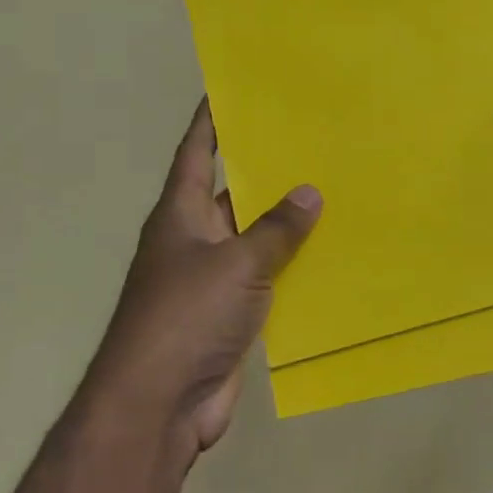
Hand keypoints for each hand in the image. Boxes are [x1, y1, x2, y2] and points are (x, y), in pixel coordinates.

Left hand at [88, 101, 321, 456]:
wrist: (160, 403)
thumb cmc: (187, 316)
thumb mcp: (236, 263)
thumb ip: (275, 229)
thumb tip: (309, 193)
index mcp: (179, 215)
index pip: (195, 154)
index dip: (210, 122)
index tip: (228, 90)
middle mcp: (193, 240)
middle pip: (230, 194)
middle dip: (265, 171)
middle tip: (310, 141)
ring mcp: (211, 281)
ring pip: (253, 239)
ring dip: (284, 223)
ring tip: (333, 190)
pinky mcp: (230, 315)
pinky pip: (266, 279)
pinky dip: (291, 268)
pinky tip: (328, 255)